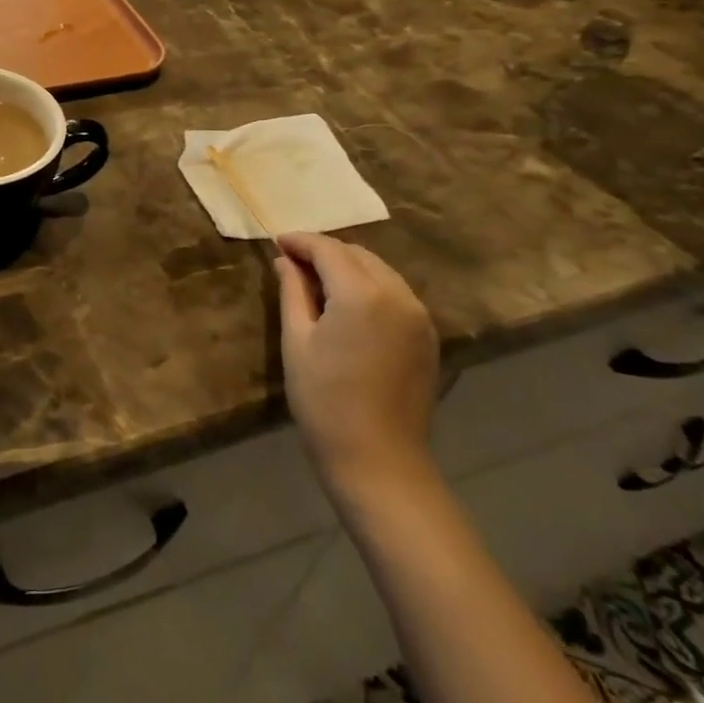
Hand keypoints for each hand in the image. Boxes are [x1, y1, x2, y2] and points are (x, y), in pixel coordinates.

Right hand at [275, 232, 438, 504]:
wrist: (378, 460)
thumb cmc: (324, 400)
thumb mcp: (297, 341)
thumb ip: (292, 292)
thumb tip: (285, 261)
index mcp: (363, 294)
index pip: (329, 249)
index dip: (300, 241)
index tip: (276, 242)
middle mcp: (398, 296)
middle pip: (358, 254)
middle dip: (324, 252)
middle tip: (291, 263)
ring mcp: (419, 316)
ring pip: (380, 271)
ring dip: (348, 267)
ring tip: (316, 282)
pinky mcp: (427, 337)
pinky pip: (395, 294)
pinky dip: (369, 287)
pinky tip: (347, 305)